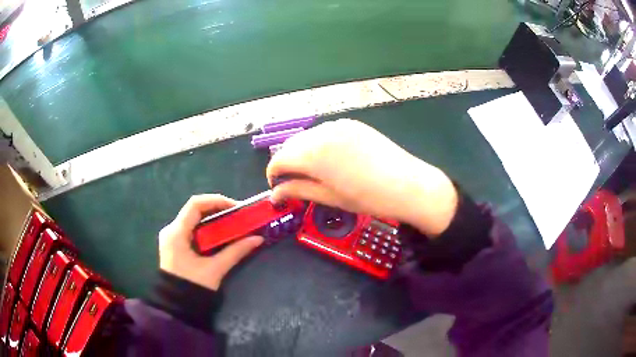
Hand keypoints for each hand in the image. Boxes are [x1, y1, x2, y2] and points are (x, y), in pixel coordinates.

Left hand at [158, 194, 263, 289]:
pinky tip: (220, 234)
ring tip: (232, 223)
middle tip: (238, 215)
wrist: (177, 306)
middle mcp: (171, 230)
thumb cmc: (192, 287)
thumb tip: (257, 239)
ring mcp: (172, 237)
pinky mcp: (175, 244)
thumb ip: (235, 252)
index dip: (216, 201)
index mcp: (176, 232)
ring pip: (194, 219)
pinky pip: (192, 229)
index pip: (195, 204)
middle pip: (195, 210)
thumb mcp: (215, 269)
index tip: (236, 207)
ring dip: (213, 218)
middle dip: (217, 209)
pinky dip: (207, 228)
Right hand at [266, 119, 457, 236]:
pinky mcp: (352, 123)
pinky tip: (332, 159)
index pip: (278, 160)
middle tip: (296, 182)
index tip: (279, 188)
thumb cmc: (368, 198)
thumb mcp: (330, 197)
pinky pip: (324, 132)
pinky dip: (319, 144)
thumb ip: (298, 190)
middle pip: (290, 145)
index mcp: (313, 154)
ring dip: (302, 152)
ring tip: (314, 172)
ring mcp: (338, 124)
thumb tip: (275, 194)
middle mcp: (321, 132)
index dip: (274, 175)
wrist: (408, 184)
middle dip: (287, 163)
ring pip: (306, 137)